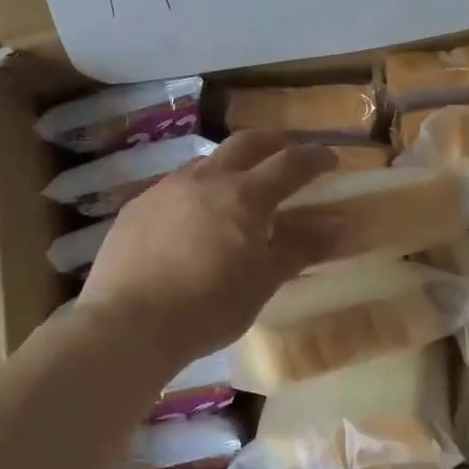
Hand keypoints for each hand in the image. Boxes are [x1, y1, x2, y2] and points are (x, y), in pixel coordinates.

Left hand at [79, 131, 339, 364]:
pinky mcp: (137, 206)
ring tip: (237, 188)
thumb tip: (340, 225)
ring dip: (230, 166)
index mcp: (244, 195)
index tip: (331, 159)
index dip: (315, 158)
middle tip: (287, 154)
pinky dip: (196, 192)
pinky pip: (175, 187)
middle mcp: (206, 179)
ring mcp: (166, 188)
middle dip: (272, 144)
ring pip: (206, 162)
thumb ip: (301, 248)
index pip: (290, 163)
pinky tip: (191, 220)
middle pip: (246, 144)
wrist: (128, 324)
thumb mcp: (263, 281)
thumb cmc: (208, 307)